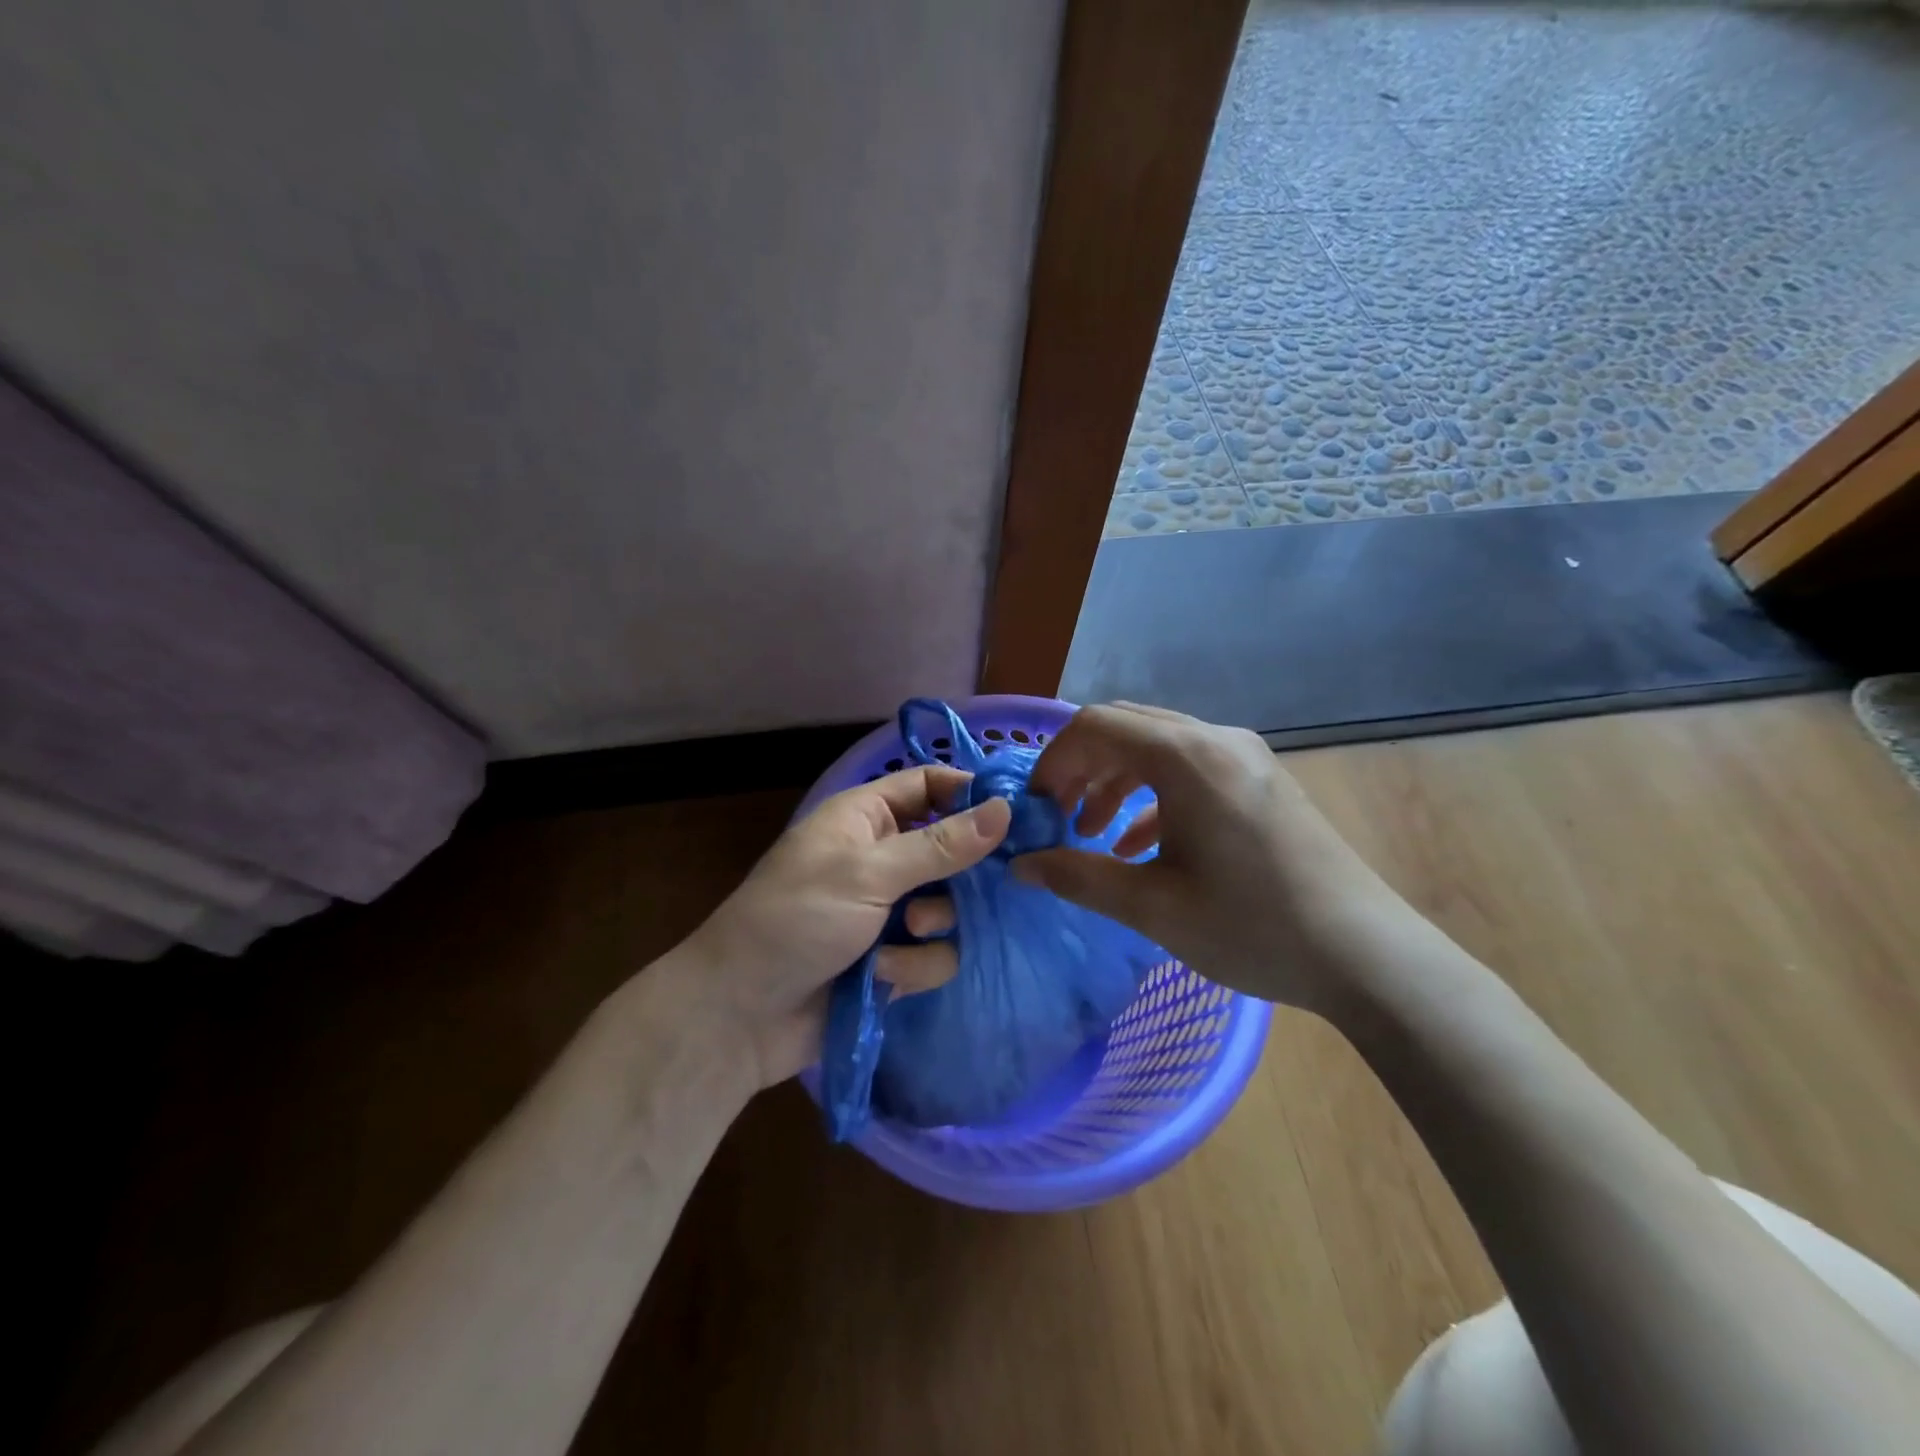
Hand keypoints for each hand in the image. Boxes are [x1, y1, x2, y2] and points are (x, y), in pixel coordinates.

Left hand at [675, 766, 1011, 1087]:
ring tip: (906, 936)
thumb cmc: (797, 919)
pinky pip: (933, 953)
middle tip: (969, 888)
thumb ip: (940, 844)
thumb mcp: (869, 872)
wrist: (739, 1016)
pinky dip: (913, 965)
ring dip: (932, 925)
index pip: (928, 785)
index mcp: (865, 818)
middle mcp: (880, 858)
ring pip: (948, 906)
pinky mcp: (892, 959)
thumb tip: (1006, 808)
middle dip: (958, 875)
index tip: (1014, 814)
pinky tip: (884, 977)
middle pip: (950, 849)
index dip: (969, 793)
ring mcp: (887, 911)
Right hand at [1014, 702, 1414, 1012]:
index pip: (1096, 726)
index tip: (1035, 807)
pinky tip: (1139, 844)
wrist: (1367, 956)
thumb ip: (1078, 878)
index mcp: (1187, 758)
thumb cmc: (1253, 927)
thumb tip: (1020, 867)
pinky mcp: (1262, 781)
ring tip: (1091, 832)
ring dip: (1115, 781)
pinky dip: (1153, 795)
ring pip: (1158, 747)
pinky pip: (1191, 769)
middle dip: (1081, 767)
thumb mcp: (1153, 907)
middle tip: (1057, 816)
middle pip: (1126, 728)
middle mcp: (1216, 740)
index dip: (1053, 760)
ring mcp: (1246, 757)